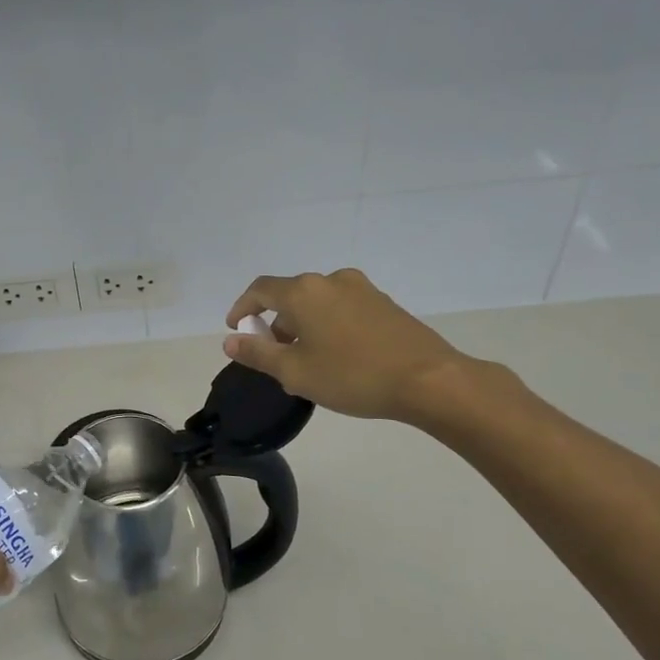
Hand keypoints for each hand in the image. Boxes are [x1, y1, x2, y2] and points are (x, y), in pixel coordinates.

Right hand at [224, 269, 473, 422]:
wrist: (427, 379)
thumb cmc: (352, 376)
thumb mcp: (295, 372)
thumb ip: (258, 354)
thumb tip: (231, 341)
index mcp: (304, 292)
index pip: (260, 290)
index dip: (242, 308)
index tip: (236, 329)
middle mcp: (330, 280)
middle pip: (290, 297)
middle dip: (276, 324)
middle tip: (273, 357)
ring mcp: (361, 289)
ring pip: (318, 304)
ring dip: (303, 327)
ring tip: (305, 363)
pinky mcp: (384, 303)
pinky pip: (341, 309)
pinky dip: (327, 326)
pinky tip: (336, 358)